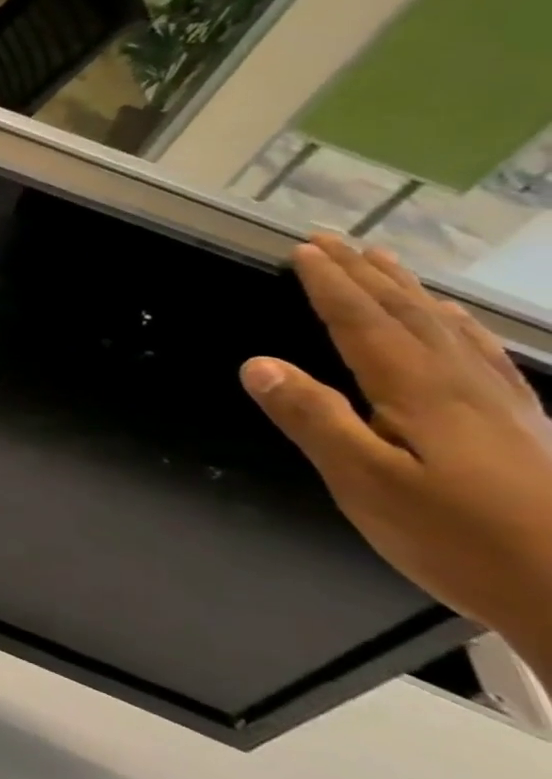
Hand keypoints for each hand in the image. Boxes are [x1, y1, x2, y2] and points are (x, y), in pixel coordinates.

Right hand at [241, 236, 551, 677]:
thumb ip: (313, 418)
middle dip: (366, 275)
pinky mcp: (522, 426)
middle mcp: (461, 384)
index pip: (362, 324)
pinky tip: (455, 323)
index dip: (330, 285)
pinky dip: (458, 326)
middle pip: (407, 315)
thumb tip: (257, 363)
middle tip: (334, 240)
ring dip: (408, 291)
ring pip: (447, 328)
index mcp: (418, 392)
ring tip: (385, 263)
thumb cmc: (458, 538)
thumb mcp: (364, 482)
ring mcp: (500, 404)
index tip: (303, 249)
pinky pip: (484, 355)